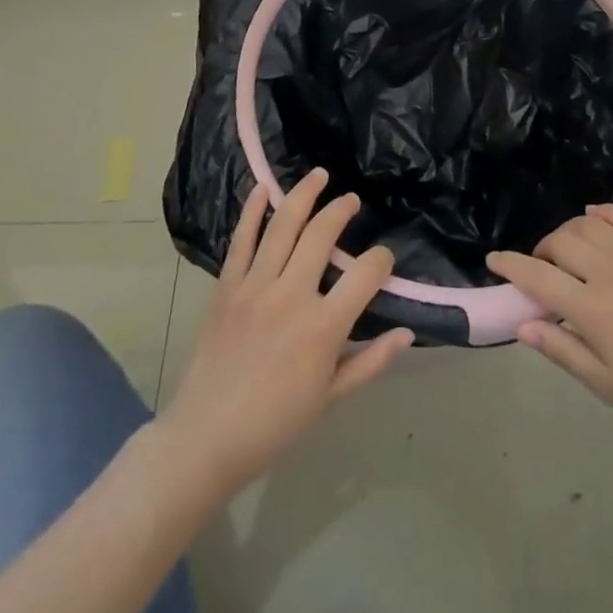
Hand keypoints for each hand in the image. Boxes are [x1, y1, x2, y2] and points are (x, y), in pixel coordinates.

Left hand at [161, 168, 413, 496]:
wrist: (206, 437)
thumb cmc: (276, 422)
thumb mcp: (331, 397)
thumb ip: (371, 361)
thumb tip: (407, 333)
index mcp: (323, 327)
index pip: (365, 273)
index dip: (381, 260)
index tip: (383, 259)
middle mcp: (291, 295)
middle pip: (322, 235)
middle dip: (341, 210)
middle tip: (351, 201)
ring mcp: (255, 287)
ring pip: (283, 226)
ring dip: (303, 194)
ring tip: (319, 175)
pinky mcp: (227, 287)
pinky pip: (241, 240)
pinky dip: (252, 211)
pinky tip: (263, 188)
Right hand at [488, 203, 612, 439]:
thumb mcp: (607, 385)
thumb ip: (562, 350)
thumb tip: (523, 324)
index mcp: (592, 308)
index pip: (538, 276)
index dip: (510, 265)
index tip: (493, 260)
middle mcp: (609, 271)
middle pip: (561, 243)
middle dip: (541, 251)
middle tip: (540, 270)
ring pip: (589, 225)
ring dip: (568, 232)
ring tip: (567, 250)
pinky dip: (604, 212)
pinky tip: (594, 216)